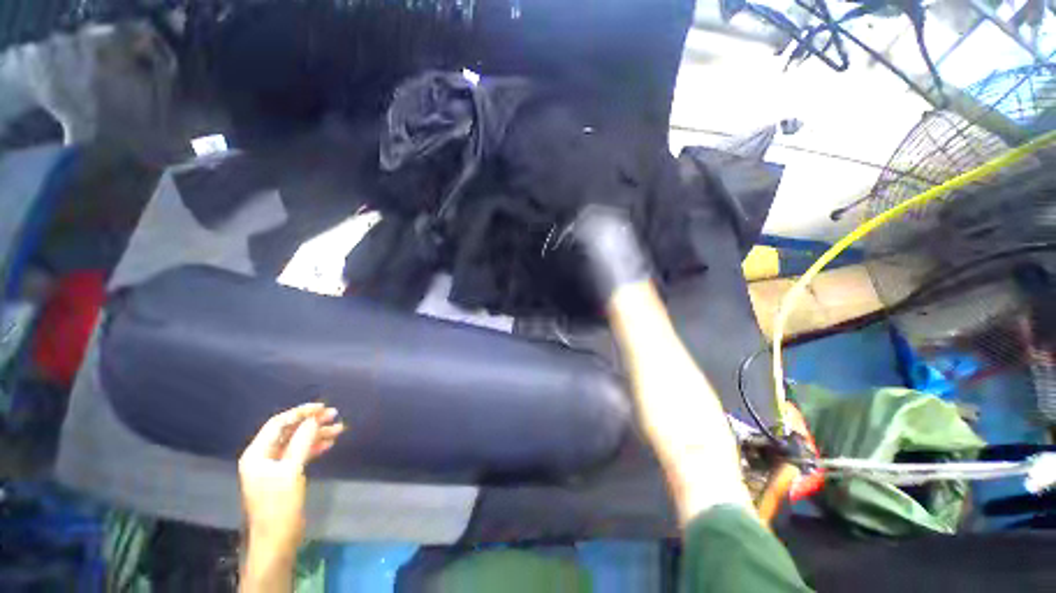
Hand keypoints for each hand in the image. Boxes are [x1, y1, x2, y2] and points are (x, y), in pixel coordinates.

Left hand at [239, 403, 344, 567]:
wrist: (276, 540)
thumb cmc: (279, 505)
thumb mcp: (291, 472)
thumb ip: (302, 443)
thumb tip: (314, 419)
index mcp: (257, 454)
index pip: (278, 424)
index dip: (300, 413)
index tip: (322, 408)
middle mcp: (263, 457)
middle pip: (288, 432)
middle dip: (311, 422)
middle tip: (334, 415)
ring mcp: (274, 467)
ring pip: (297, 442)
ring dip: (316, 434)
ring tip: (339, 428)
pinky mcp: (284, 476)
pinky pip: (300, 454)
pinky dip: (314, 447)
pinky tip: (329, 444)